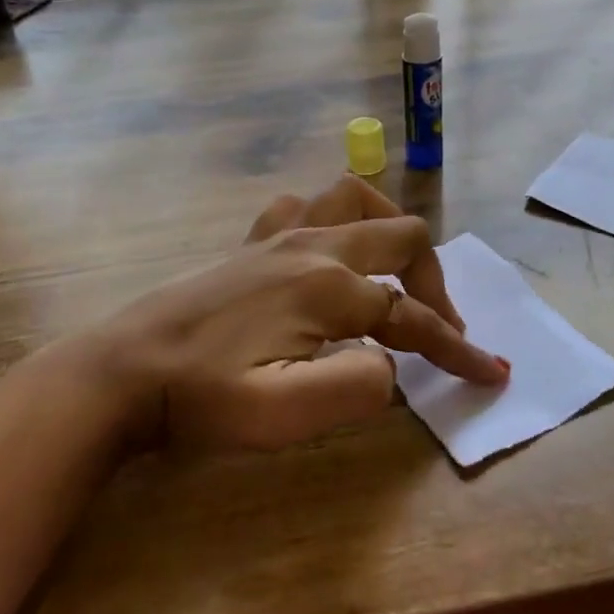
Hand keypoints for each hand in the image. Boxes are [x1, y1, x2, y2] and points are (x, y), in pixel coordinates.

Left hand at [85, 176, 507, 450]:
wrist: (123, 371)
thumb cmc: (202, 398)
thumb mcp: (283, 414)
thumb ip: (356, 387)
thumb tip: (389, 363)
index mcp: (329, 288)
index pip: (412, 318)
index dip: (457, 350)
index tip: (490, 374)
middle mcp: (314, 248)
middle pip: (402, 239)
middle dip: (435, 284)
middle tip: (440, 330)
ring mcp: (279, 236)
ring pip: (356, 199)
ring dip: (388, 231)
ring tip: (394, 273)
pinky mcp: (251, 242)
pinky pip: (304, 206)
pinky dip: (331, 218)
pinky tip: (325, 249)